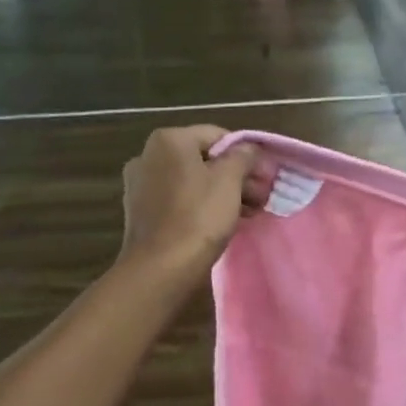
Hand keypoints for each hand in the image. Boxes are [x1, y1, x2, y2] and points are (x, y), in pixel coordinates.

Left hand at [118, 126, 267, 276]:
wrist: (160, 269)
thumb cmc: (199, 217)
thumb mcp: (229, 181)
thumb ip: (243, 157)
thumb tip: (249, 148)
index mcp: (168, 140)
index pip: (217, 136)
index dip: (246, 154)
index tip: (265, 176)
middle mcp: (148, 156)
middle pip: (204, 159)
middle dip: (236, 176)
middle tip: (262, 196)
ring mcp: (140, 185)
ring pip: (192, 181)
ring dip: (222, 192)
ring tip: (248, 212)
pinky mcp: (141, 211)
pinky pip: (178, 200)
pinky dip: (201, 206)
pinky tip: (223, 222)